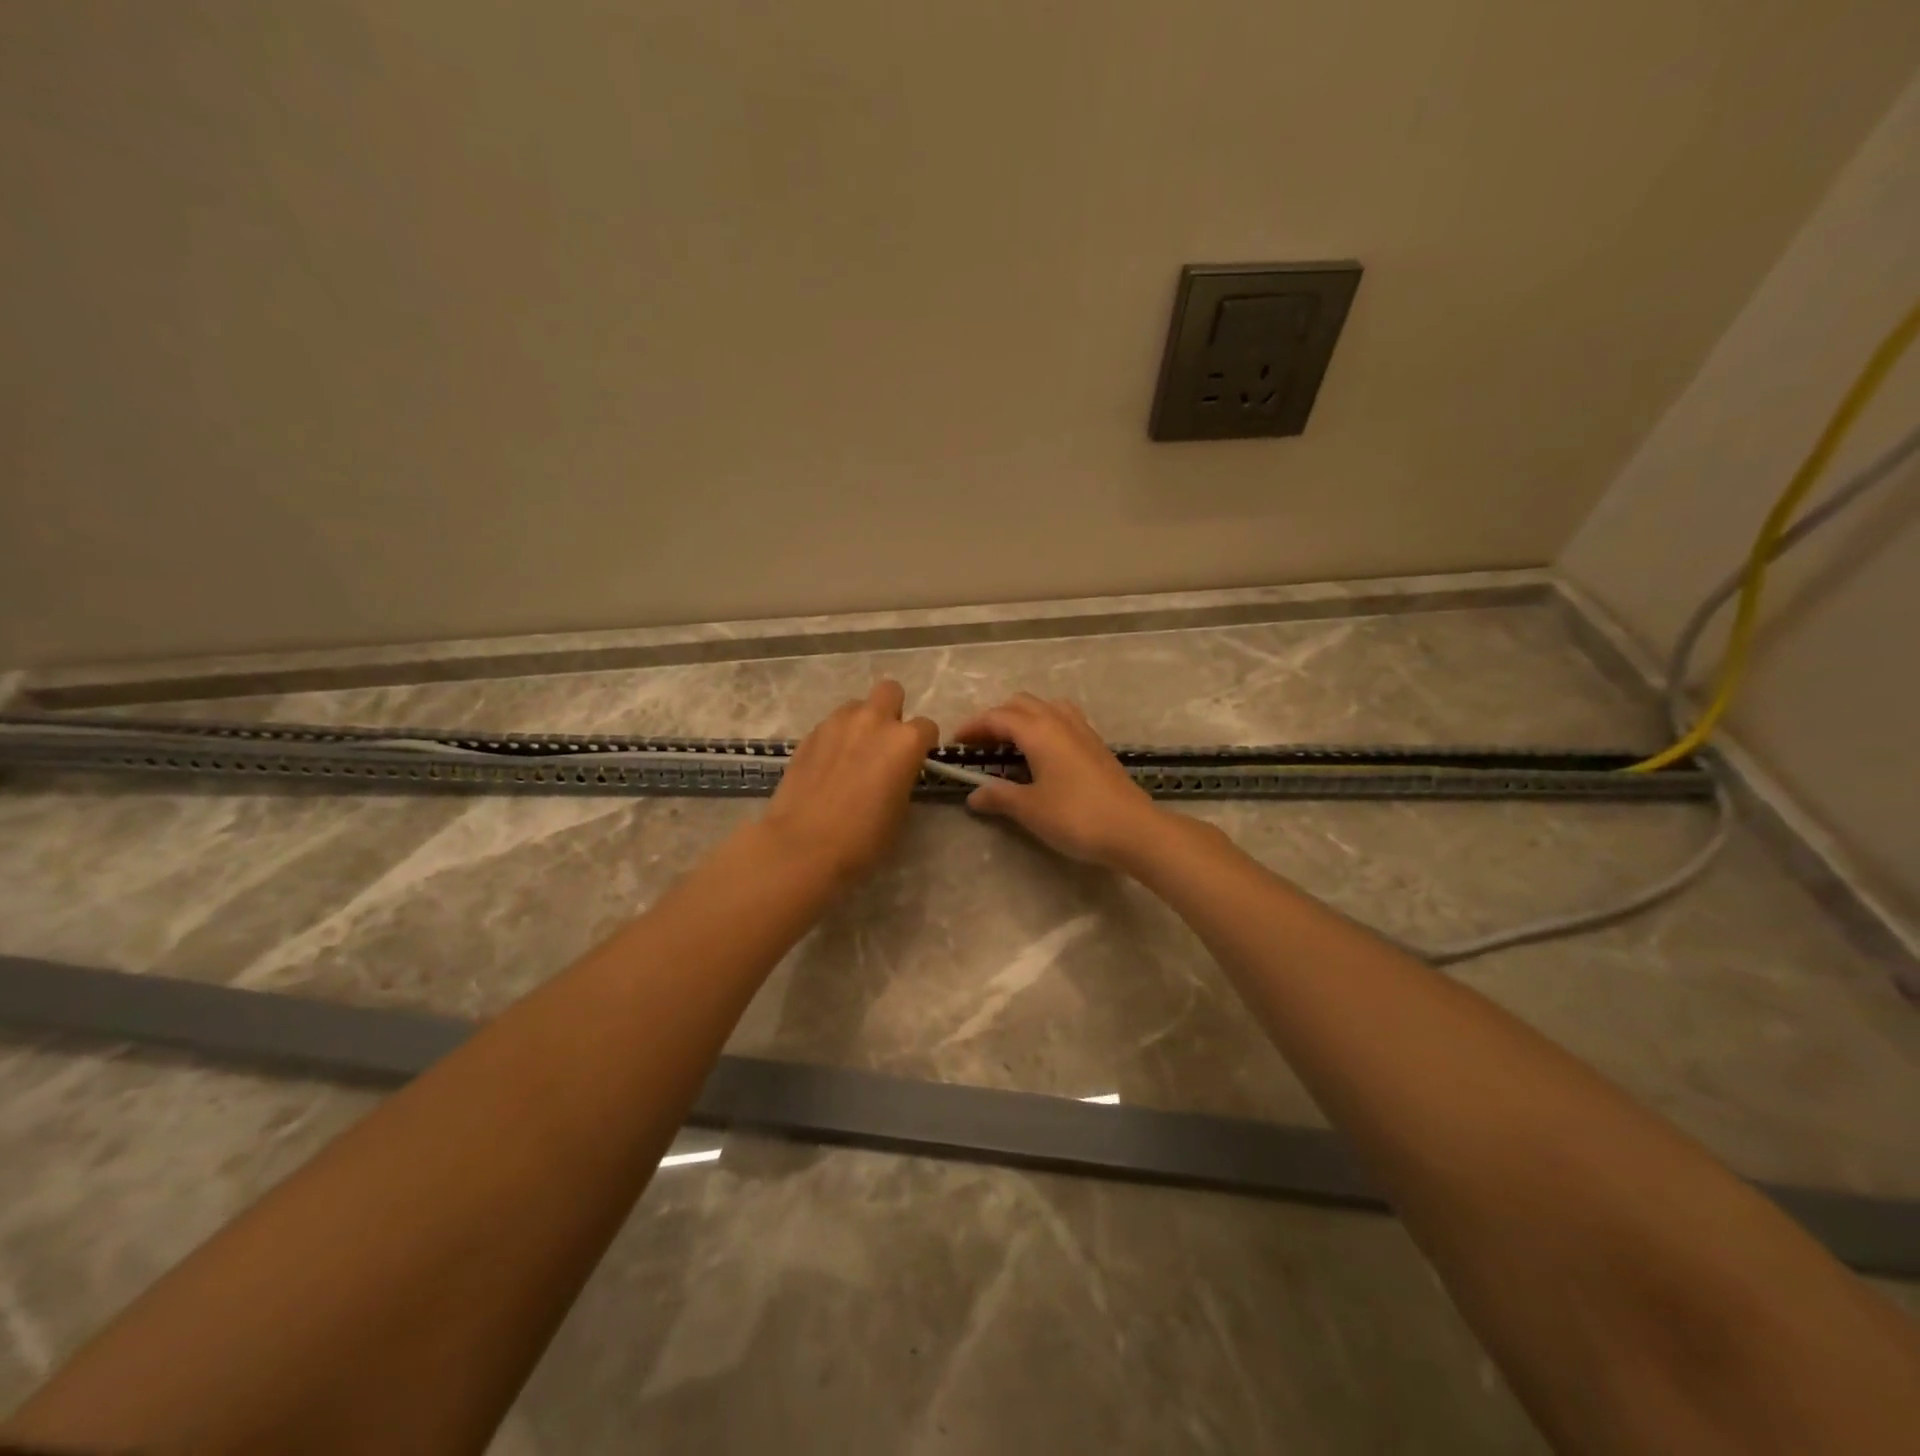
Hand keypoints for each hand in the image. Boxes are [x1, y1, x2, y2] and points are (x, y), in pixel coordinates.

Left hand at [762, 681, 937, 883]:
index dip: (923, 744)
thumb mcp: (900, 810)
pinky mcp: (809, 734)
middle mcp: (873, 721)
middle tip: (884, 743)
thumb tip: (895, 771)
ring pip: (856, 706)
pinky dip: (835, 738)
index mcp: (905, 741)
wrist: (803, 844)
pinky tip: (828, 765)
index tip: (914, 761)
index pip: (927, 726)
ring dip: (861, 722)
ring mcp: (837, 723)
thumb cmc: (863, 837)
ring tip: (853, 753)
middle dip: (892, 711)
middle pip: (890, 691)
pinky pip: (831, 725)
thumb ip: (903, 777)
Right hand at [953, 694, 1165, 867]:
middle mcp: (1060, 721)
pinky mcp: (1096, 745)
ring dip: (1022, 717)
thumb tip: (974, 795)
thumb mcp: (1029, 809)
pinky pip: (1063, 720)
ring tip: (1010, 744)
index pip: (997, 717)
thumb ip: (999, 796)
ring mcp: (1082, 730)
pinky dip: (1044, 725)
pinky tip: (1043, 753)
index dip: (972, 727)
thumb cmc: (1076, 816)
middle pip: (1021, 704)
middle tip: (980, 745)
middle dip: (996, 718)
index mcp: (1039, 731)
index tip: (955, 743)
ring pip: (1045, 707)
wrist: (1133, 829)